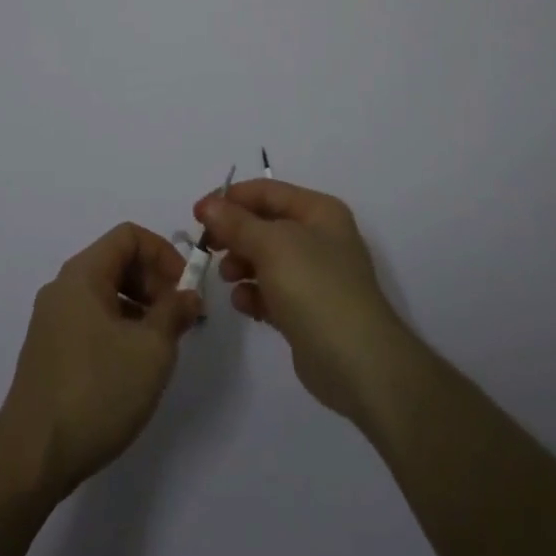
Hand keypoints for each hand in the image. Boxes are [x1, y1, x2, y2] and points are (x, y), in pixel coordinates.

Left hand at [0, 223, 201, 499]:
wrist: (31, 459)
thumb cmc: (96, 391)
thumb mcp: (151, 349)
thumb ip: (174, 313)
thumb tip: (188, 295)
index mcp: (82, 274)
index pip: (129, 236)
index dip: (164, 253)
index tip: (186, 288)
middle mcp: (63, 288)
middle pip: (117, 261)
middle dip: (154, 281)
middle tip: (179, 317)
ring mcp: (53, 321)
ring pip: (106, 293)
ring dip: (140, 307)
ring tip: (163, 343)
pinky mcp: (50, 352)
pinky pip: (92, 320)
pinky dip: (120, 327)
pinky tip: (135, 365)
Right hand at [195, 181, 415, 424]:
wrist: (358, 363)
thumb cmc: (316, 288)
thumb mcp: (272, 245)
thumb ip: (236, 223)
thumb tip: (208, 205)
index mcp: (318, 211)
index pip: (267, 192)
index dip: (230, 198)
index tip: (197, 214)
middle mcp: (319, 238)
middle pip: (265, 225)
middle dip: (234, 234)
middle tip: (207, 247)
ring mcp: (315, 276)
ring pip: (266, 259)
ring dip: (241, 264)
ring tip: (228, 278)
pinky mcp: (307, 311)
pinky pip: (271, 292)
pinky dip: (254, 294)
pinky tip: (243, 304)